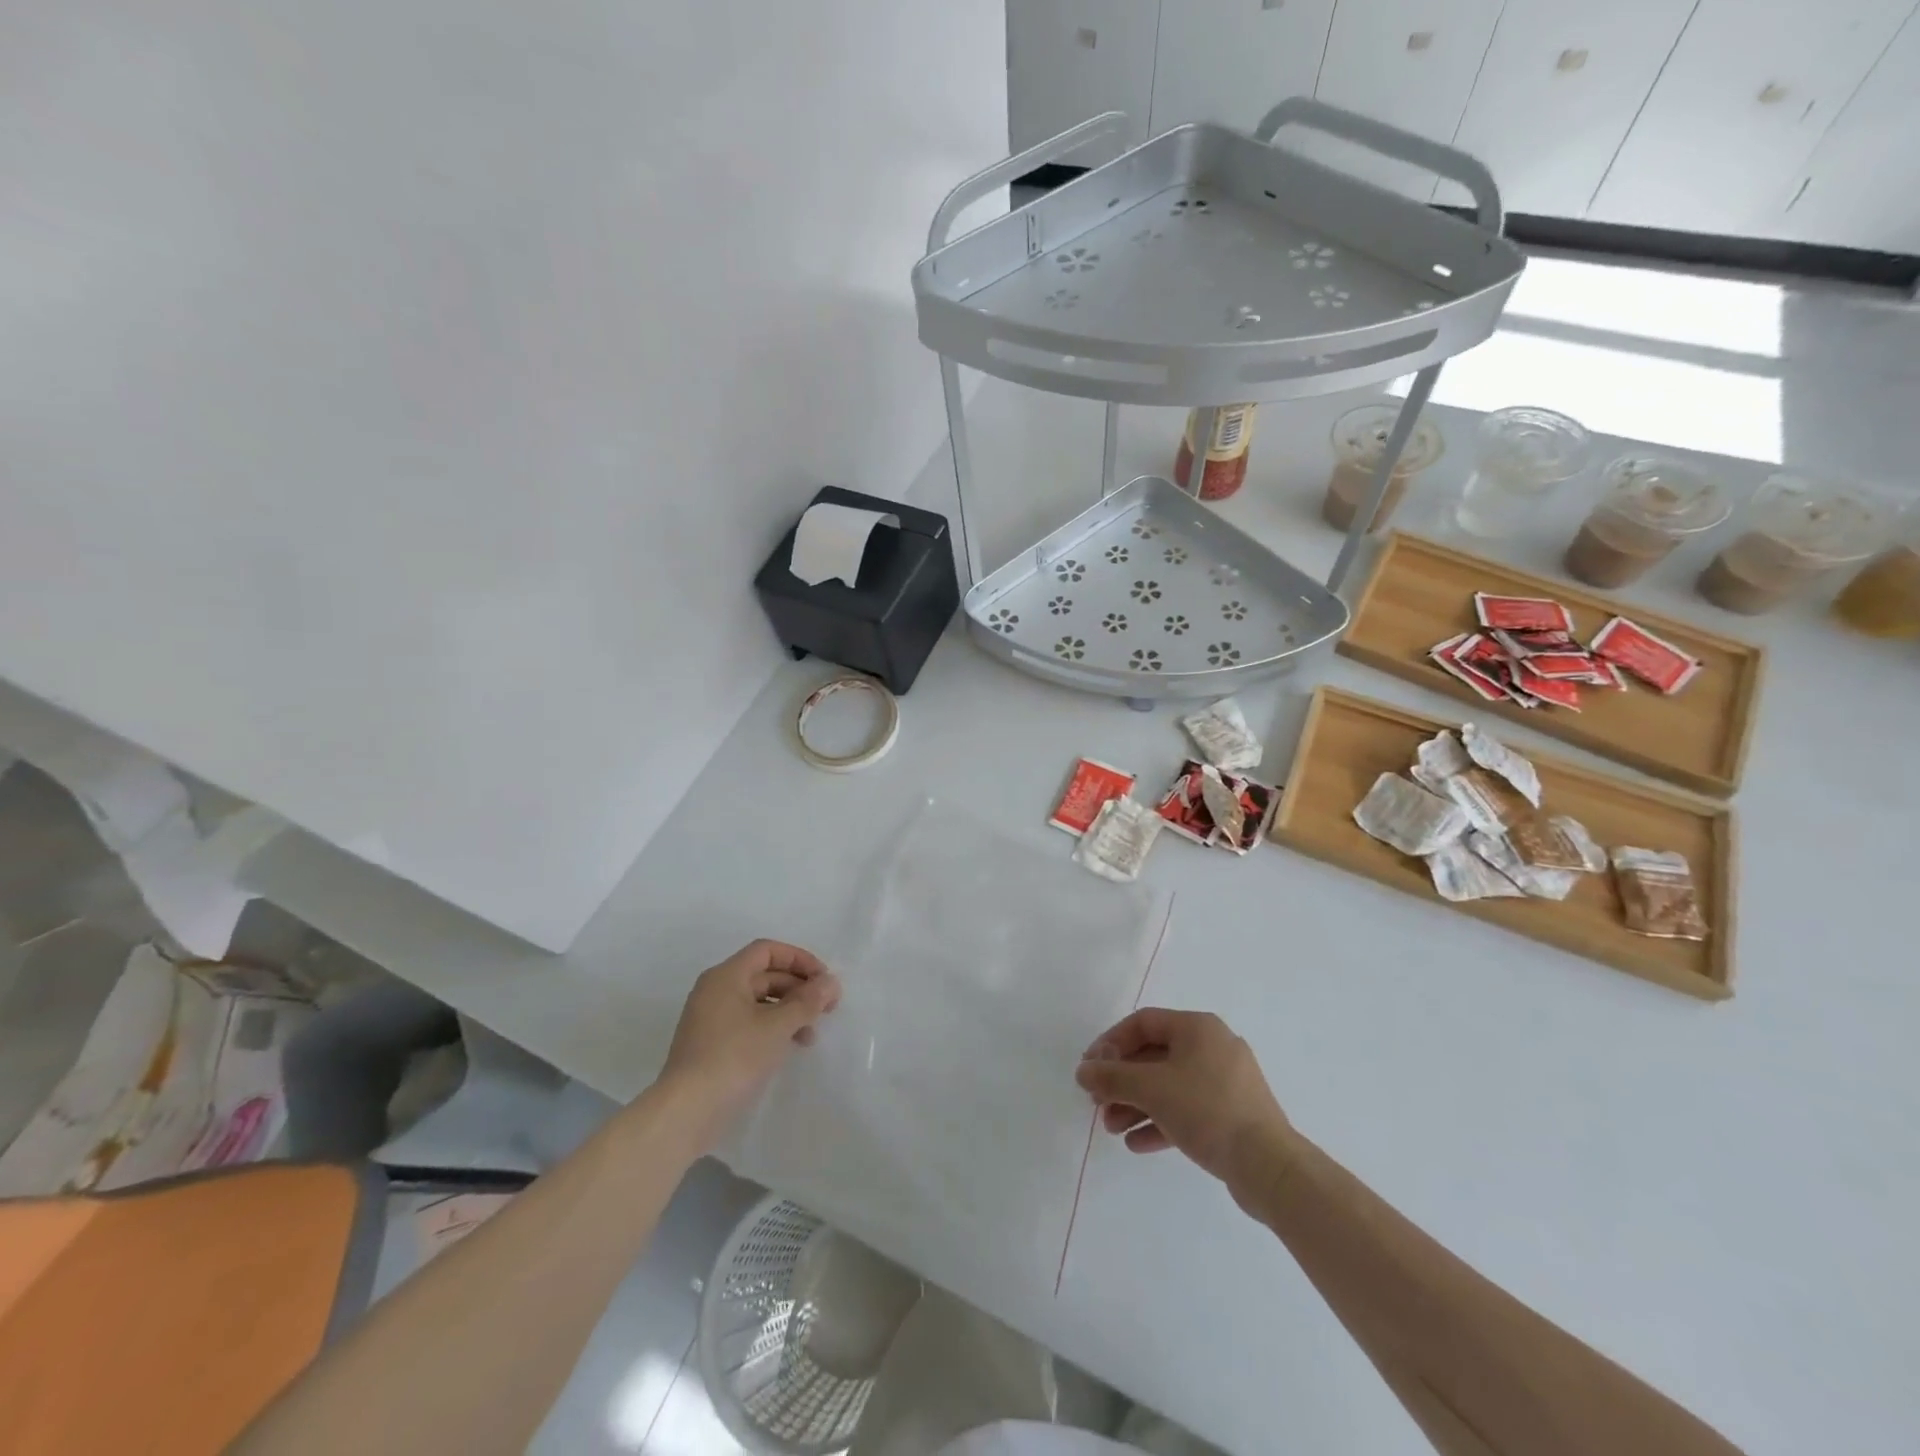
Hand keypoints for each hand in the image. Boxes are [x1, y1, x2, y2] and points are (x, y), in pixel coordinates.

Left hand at [660, 940, 840, 1144]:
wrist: (686, 1112)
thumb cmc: (734, 1057)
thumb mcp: (777, 1026)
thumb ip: (807, 1001)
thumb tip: (831, 982)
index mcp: (726, 976)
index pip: (767, 951)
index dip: (799, 959)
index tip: (824, 980)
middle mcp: (716, 990)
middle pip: (765, 975)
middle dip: (799, 988)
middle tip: (827, 1008)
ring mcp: (711, 1019)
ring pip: (759, 1002)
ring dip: (789, 1011)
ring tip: (811, 1035)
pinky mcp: (712, 1045)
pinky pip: (749, 1023)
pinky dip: (773, 1028)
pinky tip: (789, 1047)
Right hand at [1075, 1008, 1291, 1189]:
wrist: (1269, 1167)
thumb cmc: (1207, 1110)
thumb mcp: (1151, 1088)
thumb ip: (1112, 1077)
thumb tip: (1083, 1072)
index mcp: (1198, 1027)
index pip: (1142, 1023)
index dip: (1110, 1043)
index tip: (1090, 1068)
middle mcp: (1213, 1047)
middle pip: (1154, 1056)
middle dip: (1122, 1081)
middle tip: (1098, 1103)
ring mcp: (1225, 1082)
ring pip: (1169, 1086)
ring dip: (1136, 1104)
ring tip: (1111, 1128)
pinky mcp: (1232, 1115)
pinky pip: (1187, 1110)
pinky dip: (1160, 1122)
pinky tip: (1136, 1143)